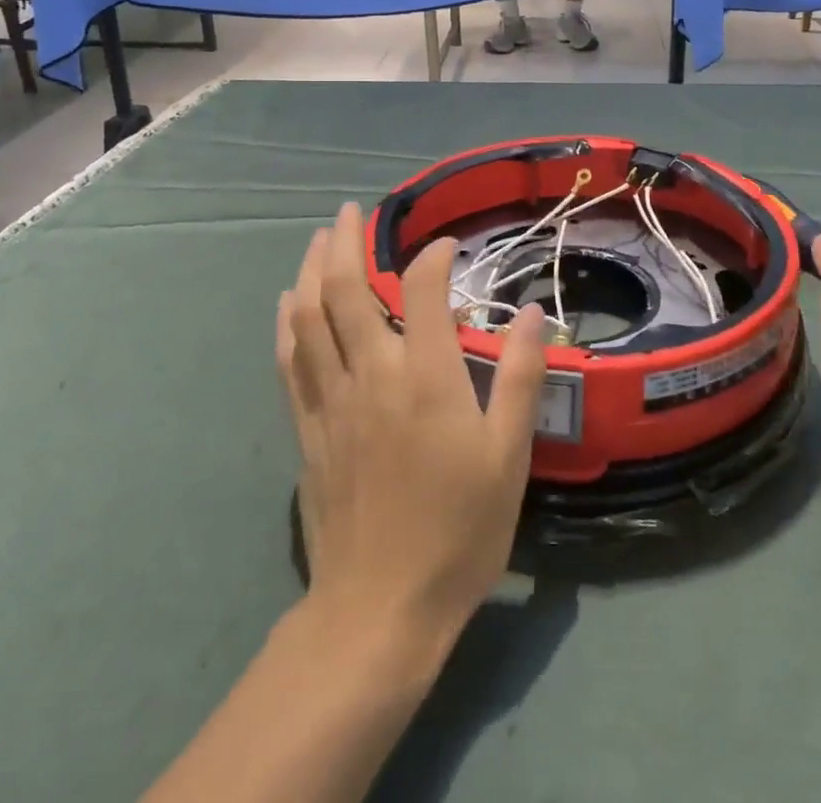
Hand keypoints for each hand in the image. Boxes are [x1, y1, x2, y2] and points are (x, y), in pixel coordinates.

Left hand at [276, 204, 548, 652]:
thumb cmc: (458, 530)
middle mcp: (372, 374)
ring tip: (317, 239)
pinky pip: (290, 360)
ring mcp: (332, 400)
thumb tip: (531, 314)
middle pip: (346, 290)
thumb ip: (519, 377)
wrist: (380, 609)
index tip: (448, 247)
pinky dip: (288, 323)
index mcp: (425, 377)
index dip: (434, 257)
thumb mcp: (508, 456)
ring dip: (311, 270)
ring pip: (310, 317)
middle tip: (350, 211)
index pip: (423, 290)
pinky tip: (288, 304)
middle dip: (346, 242)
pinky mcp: (308, 428)